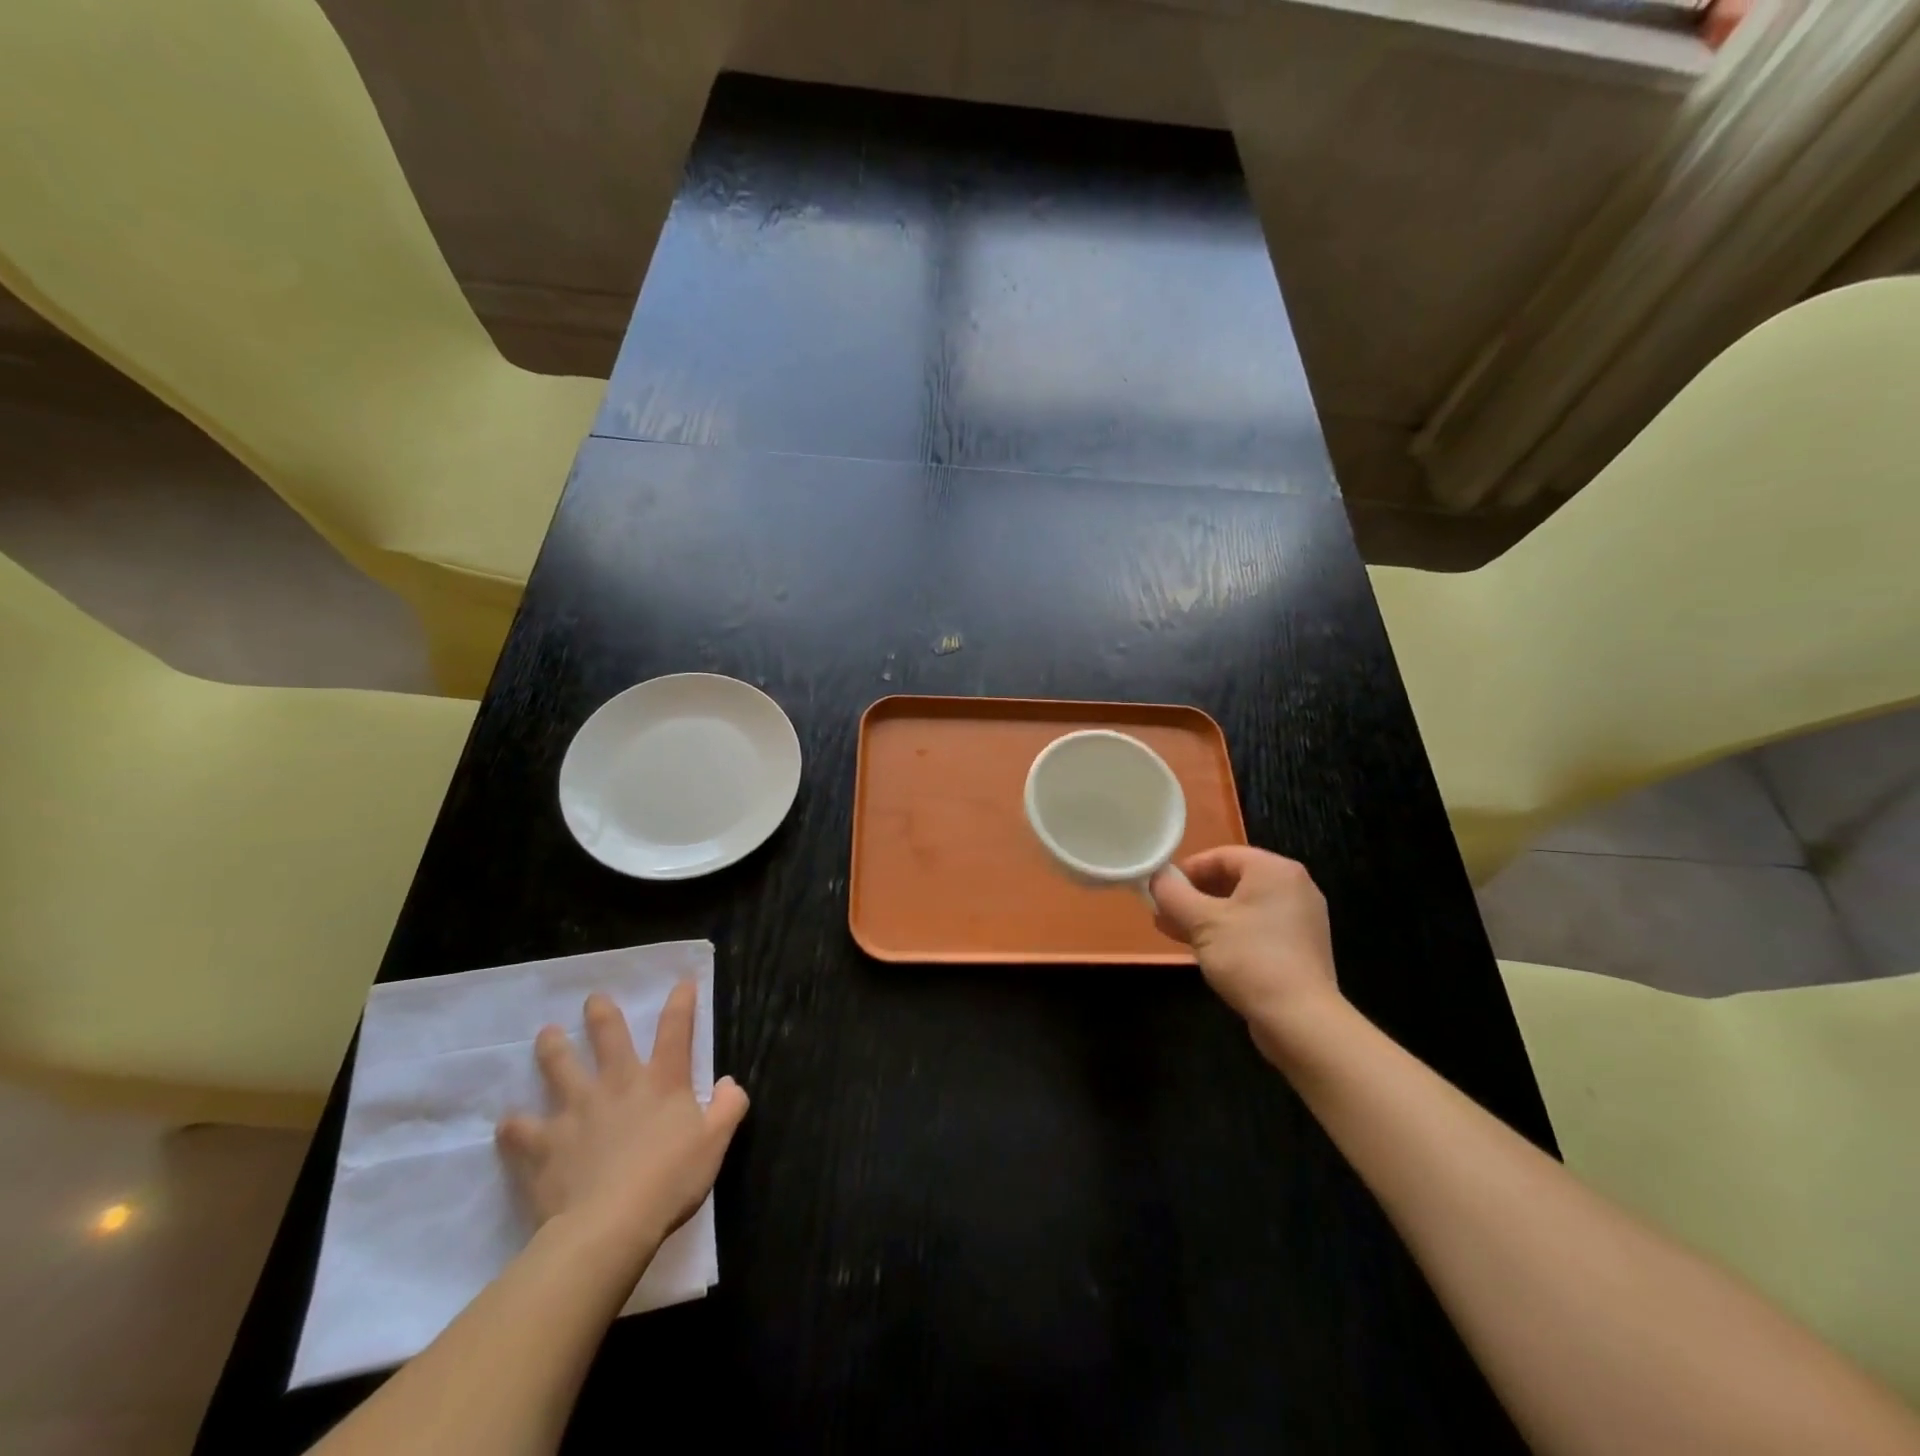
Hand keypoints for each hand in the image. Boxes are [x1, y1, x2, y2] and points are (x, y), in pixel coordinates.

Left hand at [496, 982, 748, 1264]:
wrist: (609, 1226)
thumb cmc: (669, 1181)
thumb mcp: (715, 1143)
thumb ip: (728, 1108)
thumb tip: (729, 1083)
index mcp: (663, 1081)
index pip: (676, 1029)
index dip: (681, 1002)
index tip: (682, 983)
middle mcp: (618, 1084)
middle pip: (608, 1037)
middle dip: (601, 1014)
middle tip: (592, 1000)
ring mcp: (576, 1111)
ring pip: (559, 1068)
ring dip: (552, 1049)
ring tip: (546, 1035)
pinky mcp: (543, 1144)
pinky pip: (520, 1130)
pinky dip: (514, 1126)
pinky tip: (507, 1123)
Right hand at [1150, 847, 1343, 1063]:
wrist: (1300, 1020)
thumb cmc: (1250, 958)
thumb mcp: (1202, 922)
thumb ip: (1173, 894)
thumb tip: (1156, 878)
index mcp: (1275, 871)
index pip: (1222, 855)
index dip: (1187, 870)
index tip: (1161, 889)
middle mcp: (1293, 887)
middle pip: (1232, 880)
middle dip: (1193, 896)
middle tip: (1163, 912)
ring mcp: (1299, 919)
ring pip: (1242, 907)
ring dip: (1205, 916)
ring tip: (1174, 932)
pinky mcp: (1298, 948)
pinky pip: (1256, 928)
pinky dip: (1228, 933)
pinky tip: (1203, 950)